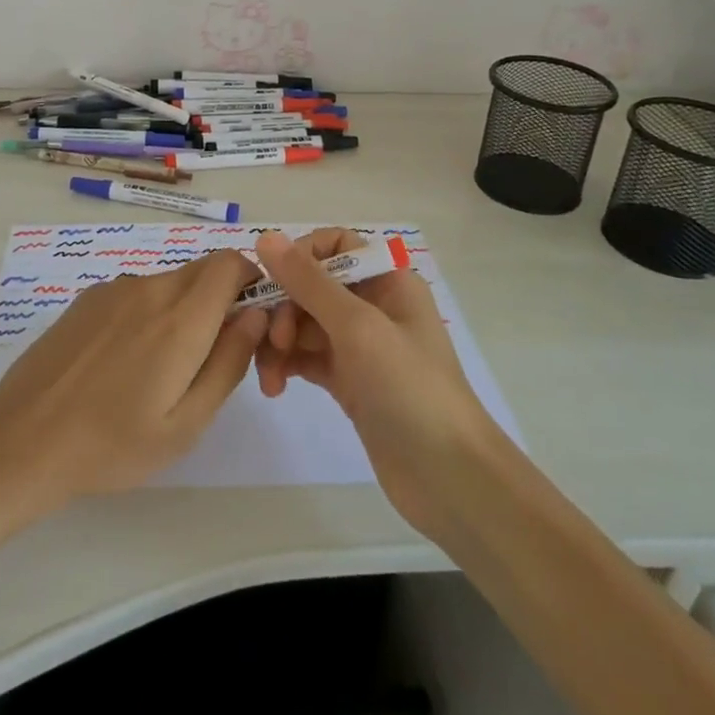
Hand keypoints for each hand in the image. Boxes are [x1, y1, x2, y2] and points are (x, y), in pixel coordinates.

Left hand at [0, 250, 267, 533]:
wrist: (19, 442)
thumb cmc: (111, 446)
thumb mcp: (185, 424)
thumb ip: (229, 362)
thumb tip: (256, 314)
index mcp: (180, 318)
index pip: (231, 263)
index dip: (250, 282)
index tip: (247, 323)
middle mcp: (149, 288)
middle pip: (203, 269)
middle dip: (220, 300)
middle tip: (208, 356)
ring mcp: (113, 289)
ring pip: (170, 282)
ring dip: (182, 309)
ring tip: (159, 370)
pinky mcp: (87, 298)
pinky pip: (137, 292)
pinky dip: (149, 313)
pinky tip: (122, 362)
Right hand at [252, 229, 500, 535]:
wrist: (449, 478)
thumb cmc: (410, 388)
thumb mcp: (358, 327)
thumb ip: (309, 281)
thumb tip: (266, 236)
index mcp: (387, 280)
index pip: (334, 245)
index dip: (299, 257)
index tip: (273, 283)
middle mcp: (373, 304)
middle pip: (311, 285)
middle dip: (284, 308)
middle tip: (273, 341)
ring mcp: (360, 345)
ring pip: (303, 323)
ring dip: (279, 341)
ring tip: (269, 377)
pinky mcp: (349, 380)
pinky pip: (306, 356)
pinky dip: (287, 365)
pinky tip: (275, 386)